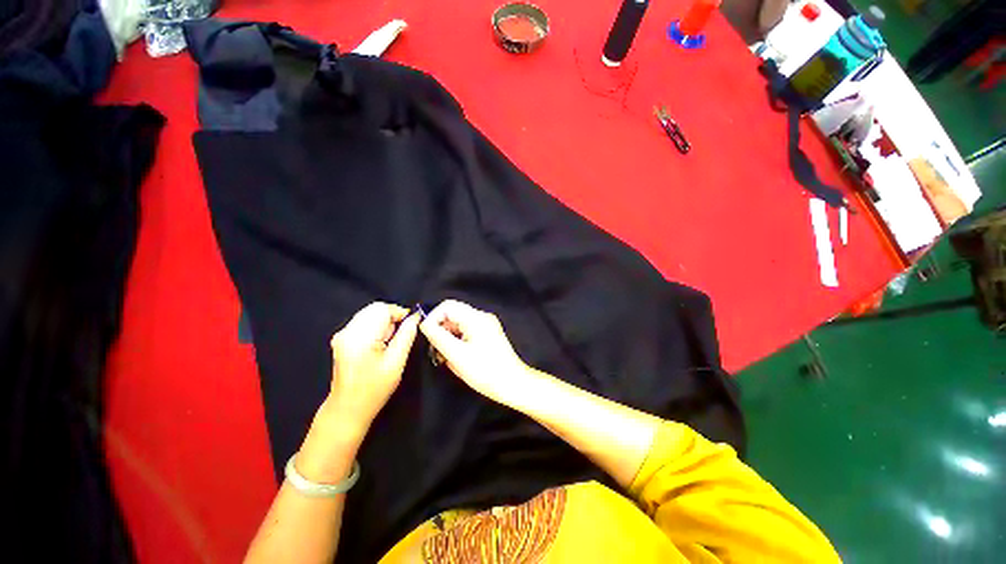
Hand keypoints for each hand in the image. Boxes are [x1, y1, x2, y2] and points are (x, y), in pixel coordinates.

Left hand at [326, 302, 420, 433]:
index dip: (399, 313)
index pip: (382, 309)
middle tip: (399, 337)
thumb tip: (415, 317)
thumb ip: (407, 335)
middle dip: (392, 317)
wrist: (347, 408)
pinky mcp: (342, 338)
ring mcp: (342, 334)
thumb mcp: (396, 362)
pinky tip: (378, 344)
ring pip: (370, 314)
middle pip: (375, 309)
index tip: (410, 326)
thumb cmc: (374, 388)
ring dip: (384, 323)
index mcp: (360, 337)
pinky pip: (364, 322)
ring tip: (388, 343)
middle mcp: (347, 331)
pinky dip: (375, 327)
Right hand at [420, 300, 537, 406]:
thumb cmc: (486, 371)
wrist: (513, 384)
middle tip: (436, 350)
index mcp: (476, 317)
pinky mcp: (488, 335)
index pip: (447, 306)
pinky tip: (457, 358)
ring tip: (446, 358)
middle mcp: (482, 317)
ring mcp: (486, 326)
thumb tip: (424, 324)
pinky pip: (467, 332)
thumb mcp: (457, 355)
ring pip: (459, 325)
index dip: (433, 317)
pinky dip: (458, 342)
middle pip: (453, 315)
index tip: (427, 335)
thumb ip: (438, 337)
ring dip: (449, 338)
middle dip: (441, 330)